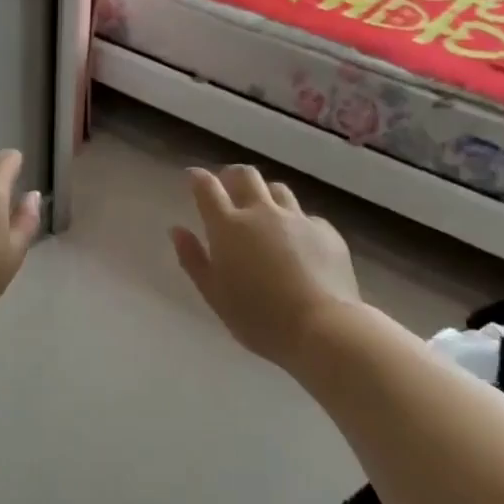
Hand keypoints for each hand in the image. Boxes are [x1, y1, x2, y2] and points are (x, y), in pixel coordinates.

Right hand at [170, 165, 363, 369]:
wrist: (322, 328)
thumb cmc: (258, 317)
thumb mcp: (214, 294)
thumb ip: (193, 259)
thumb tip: (177, 230)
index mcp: (228, 227)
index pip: (207, 188)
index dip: (198, 178)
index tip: (193, 177)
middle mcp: (262, 212)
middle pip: (246, 175)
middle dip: (232, 175)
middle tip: (228, 186)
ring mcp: (297, 218)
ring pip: (278, 189)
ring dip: (265, 194)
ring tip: (263, 210)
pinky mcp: (326, 231)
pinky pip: (306, 216)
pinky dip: (295, 222)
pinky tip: (298, 241)